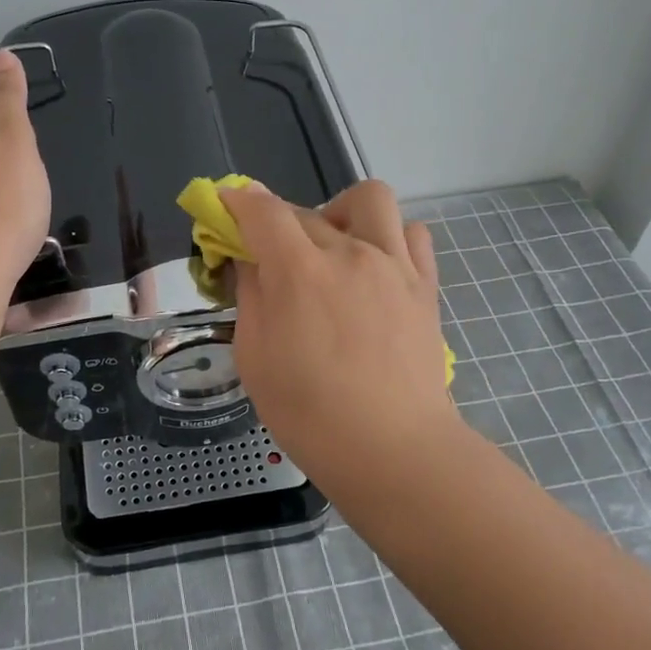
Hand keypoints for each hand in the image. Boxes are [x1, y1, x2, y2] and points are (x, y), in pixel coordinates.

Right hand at [222, 180, 460, 487]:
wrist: (392, 449)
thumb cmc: (309, 414)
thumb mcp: (254, 358)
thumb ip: (251, 297)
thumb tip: (251, 261)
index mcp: (298, 271)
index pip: (262, 211)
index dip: (237, 201)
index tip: (226, 206)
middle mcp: (348, 252)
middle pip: (305, 211)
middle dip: (277, 225)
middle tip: (270, 259)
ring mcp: (393, 264)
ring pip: (368, 200)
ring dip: (340, 212)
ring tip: (332, 248)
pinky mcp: (424, 284)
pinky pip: (412, 233)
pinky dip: (390, 236)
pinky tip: (376, 266)